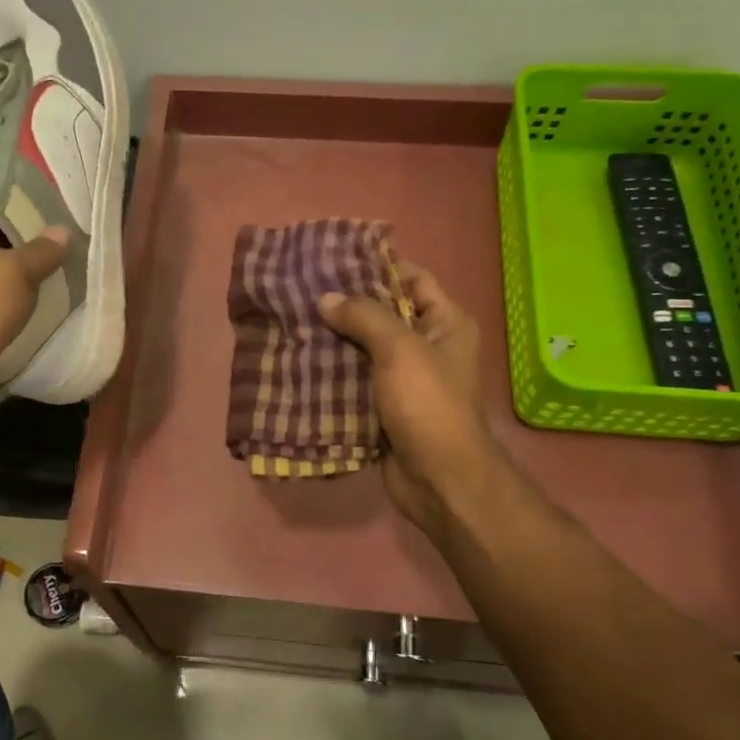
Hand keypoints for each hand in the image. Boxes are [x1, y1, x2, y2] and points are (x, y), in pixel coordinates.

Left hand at [0, 209, 68, 442]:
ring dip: (13, 286)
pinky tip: (26, 319)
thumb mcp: (13, 274)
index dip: (21, 214)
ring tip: (51, 287)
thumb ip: (40, 251)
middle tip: (60, 257)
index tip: (55, 224)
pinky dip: (3, 312)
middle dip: (21, 252)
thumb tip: (62, 230)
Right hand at [318, 263, 497, 534]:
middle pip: (383, 314)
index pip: (412, 279)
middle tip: (302, 291)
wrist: (439, 480)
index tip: (333, 260)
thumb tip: (326, 298)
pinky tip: (299, 362)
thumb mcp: (400, 350)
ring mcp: (405, 379)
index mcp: (445, 323)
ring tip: (293, 322)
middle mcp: (428, 346)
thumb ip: (364, 317)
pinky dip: (332, 374)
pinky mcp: (384, 408)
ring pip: (364, 349)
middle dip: (346, 305)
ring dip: (333, 341)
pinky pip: (355, 382)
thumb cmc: (429, 405)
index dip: (377, 266)